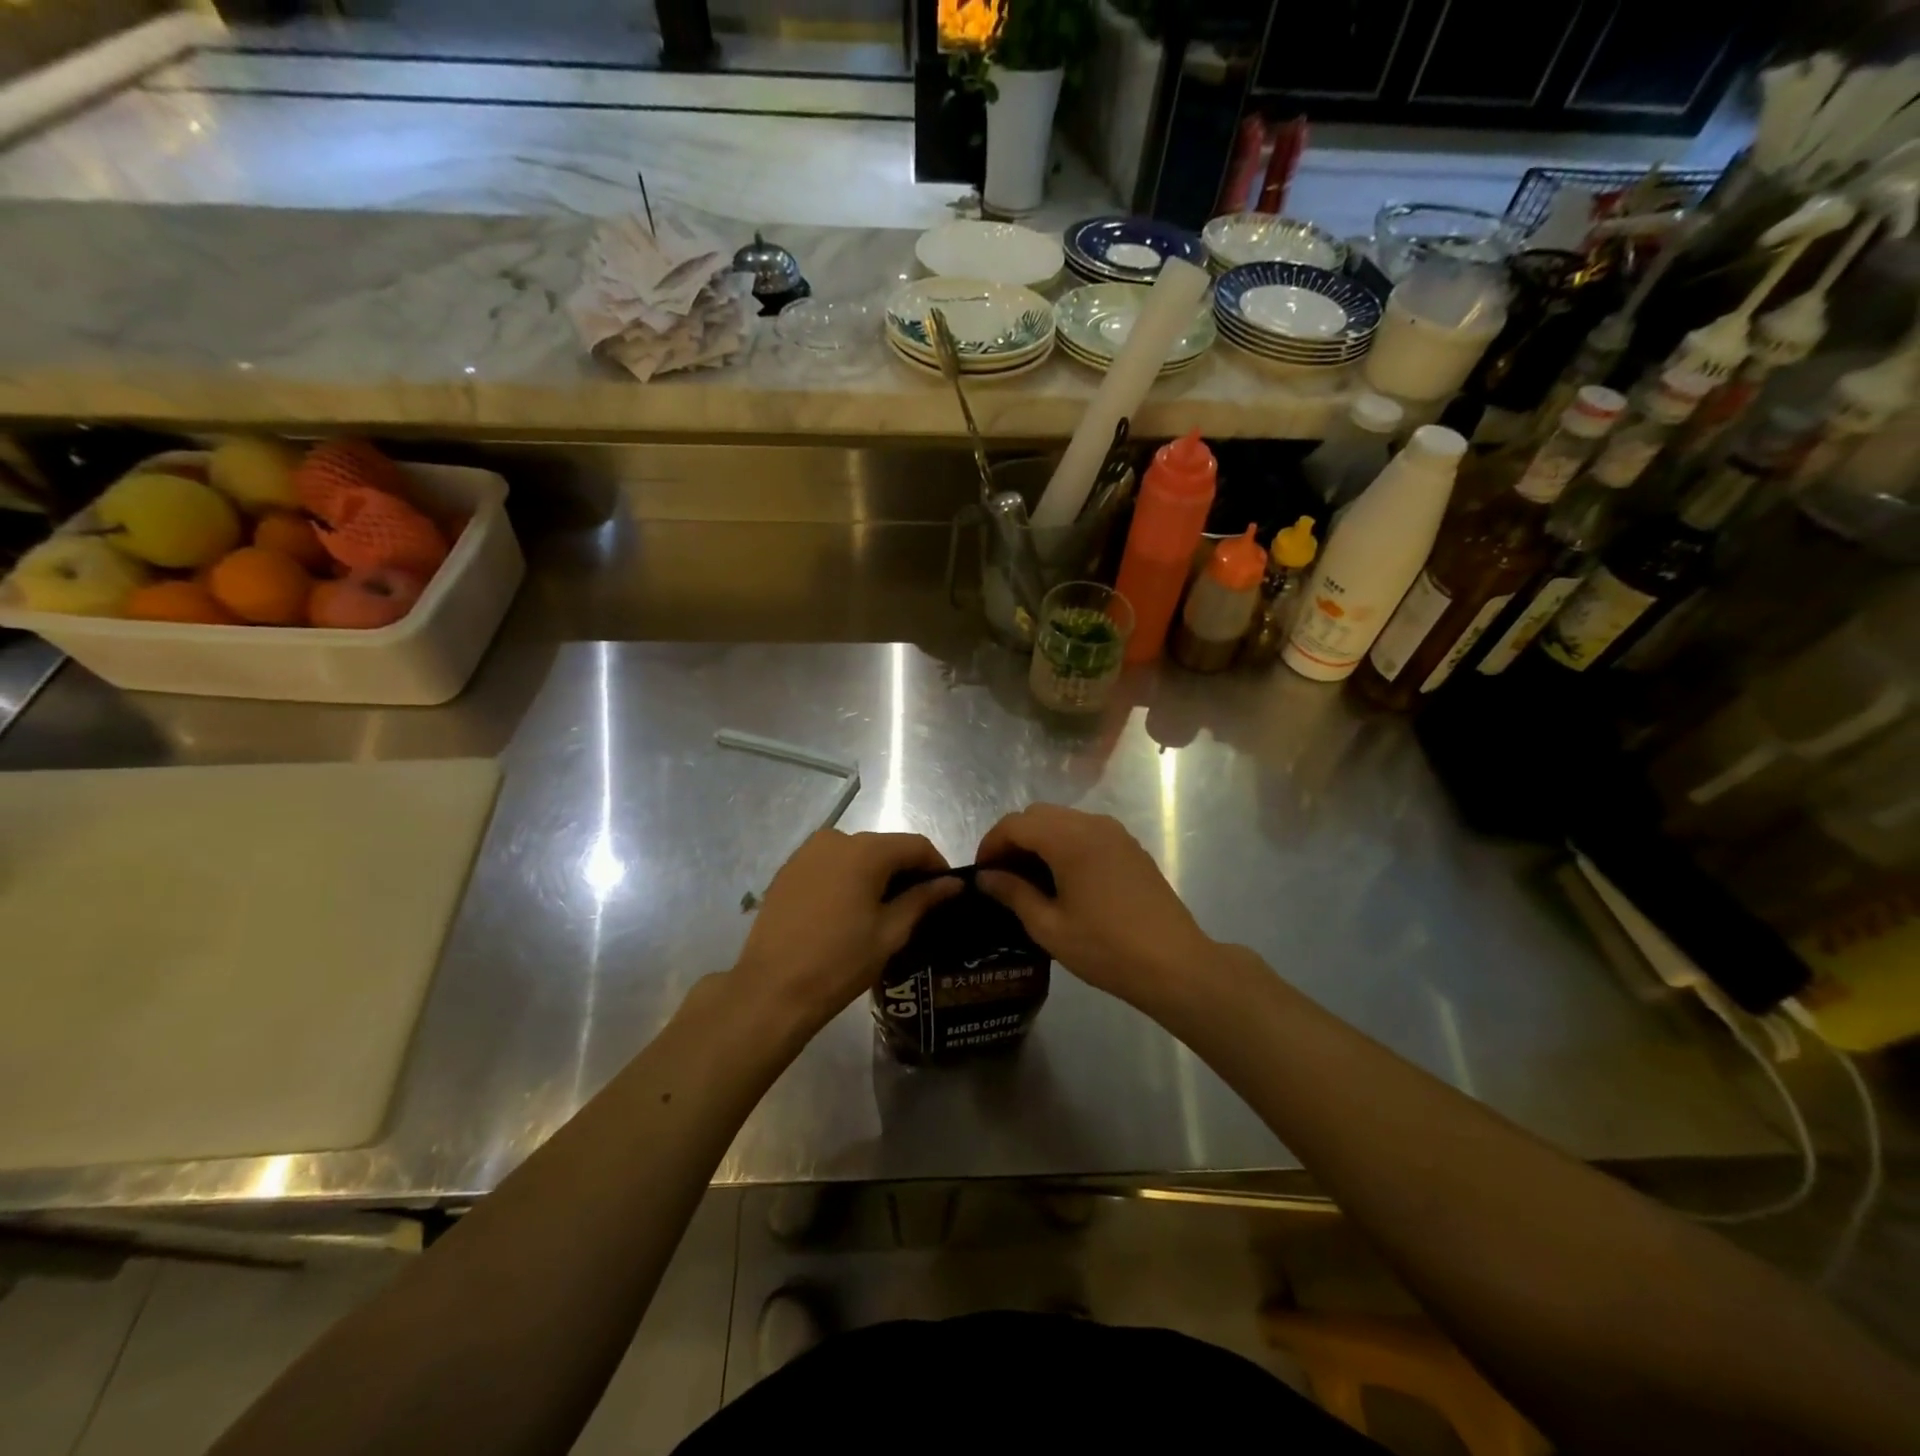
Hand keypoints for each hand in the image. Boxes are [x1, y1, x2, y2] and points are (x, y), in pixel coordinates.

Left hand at [732, 830, 960, 1040]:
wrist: (771, 989)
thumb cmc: (840, 962)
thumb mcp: (890, 932)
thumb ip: (923, 899)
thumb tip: (953, 883)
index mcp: (865, 851)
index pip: (915, 845)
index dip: (937, 865)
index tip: (946, 892)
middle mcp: (835, 839)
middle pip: (884, 847)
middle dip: (905, 870)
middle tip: (917, 905)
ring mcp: (807, 853)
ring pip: (855, 854)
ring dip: (875, 874)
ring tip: (882, 910)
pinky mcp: (788, 870)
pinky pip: (829, 865)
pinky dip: (846, 878)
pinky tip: (847, 910)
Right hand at [976, 804, 1215, 1012]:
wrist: (1175, 964)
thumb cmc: (1106, 948)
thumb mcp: (1049, 927)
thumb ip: (1013, 894)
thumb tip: (986, 877)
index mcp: (1069, 839)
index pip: (1015, 824)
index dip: (991, 844)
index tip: (981, 874)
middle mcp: (1092, 824)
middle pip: (1038, 815)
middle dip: (1013, 839)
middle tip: (1002, 877)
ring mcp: (1115, 833)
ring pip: (1063, 820)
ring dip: (1039, 840)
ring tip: (1029, 880)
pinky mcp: (1130, 847)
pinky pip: (1086, 831)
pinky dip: (1064, 844)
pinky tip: (1063, 880)